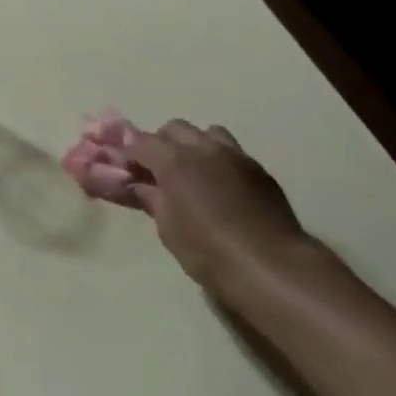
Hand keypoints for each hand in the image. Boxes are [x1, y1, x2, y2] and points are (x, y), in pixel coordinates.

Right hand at [126, 121, 310, 287]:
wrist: (272, 266)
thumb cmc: (207, 250)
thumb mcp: (167, 227)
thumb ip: (150, 197)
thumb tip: (138, 185)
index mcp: (174, 160)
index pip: (140, 142)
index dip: (128, 154)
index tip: (124, 170)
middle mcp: (204, 148)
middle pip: (174, 129)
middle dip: (161, 143)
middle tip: (156, 171)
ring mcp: (236, 156)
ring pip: (208, 133)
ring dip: (194, 145)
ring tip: (192, 173)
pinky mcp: (260, 170)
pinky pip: (232, 152)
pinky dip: (218, 160)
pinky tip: (220, 187)